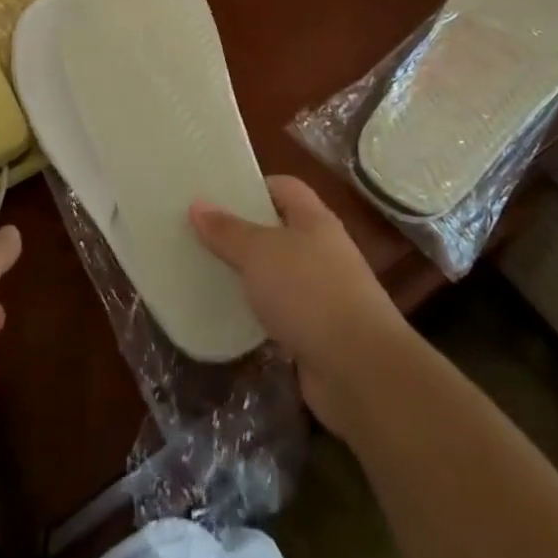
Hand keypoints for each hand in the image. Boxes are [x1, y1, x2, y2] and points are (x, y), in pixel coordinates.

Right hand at [191, 176, 411, 437]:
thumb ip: (228, 231)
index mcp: (314, 220)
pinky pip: (281, 314)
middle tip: (203, 234)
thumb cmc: (309, 292)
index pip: (284, 187)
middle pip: (279, 230)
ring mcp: (323, 294)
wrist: (360, 370)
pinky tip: (231, 318)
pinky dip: (260, 315)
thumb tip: (197, 204)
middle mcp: (322, 251)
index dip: (253, 186)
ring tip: (209, 274)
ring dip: (251, 277)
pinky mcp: (318, 334)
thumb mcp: (260, 254)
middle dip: (245, 232)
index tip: (217, 194)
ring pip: (279, 275)